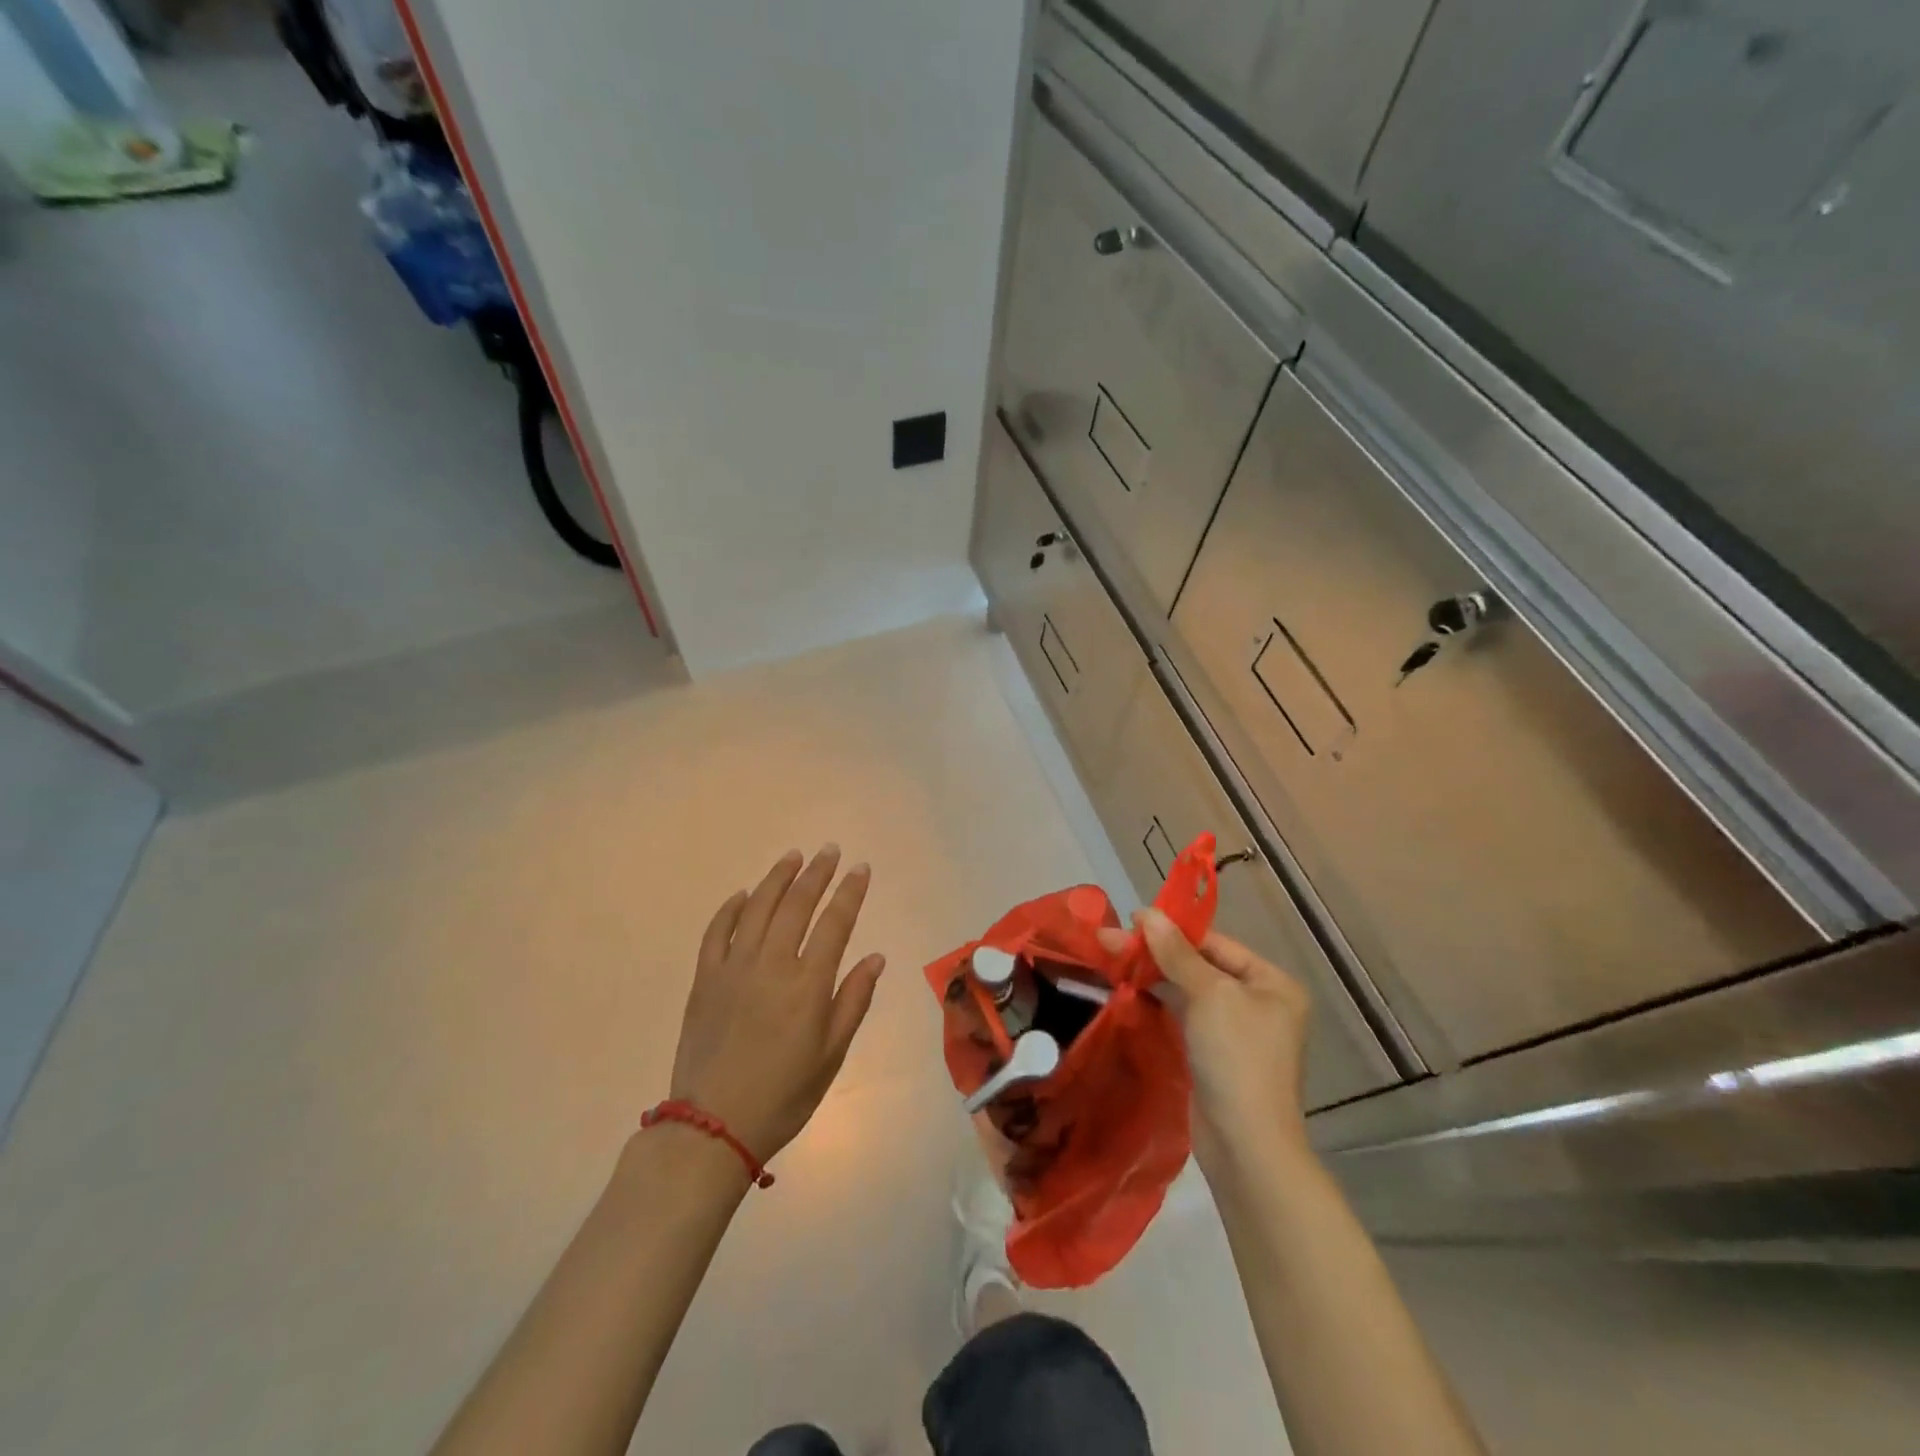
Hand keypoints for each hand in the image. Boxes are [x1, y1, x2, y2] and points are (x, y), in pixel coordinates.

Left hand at [669, 847, 885, 1163]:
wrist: (713, 1127)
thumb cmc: (784, 1094)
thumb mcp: (832, 1054)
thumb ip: (853, 1000)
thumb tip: (875, 957)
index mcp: (807, 984)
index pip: (834, 922)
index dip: (849, 891)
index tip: (860, 868)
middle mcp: (771, 964)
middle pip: (796, 905)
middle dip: (816, 873)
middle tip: (829, 850)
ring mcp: (733, 968)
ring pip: (757, 908)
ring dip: (777, 878)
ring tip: (793, 857)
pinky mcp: (704, 979)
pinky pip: (716, 932)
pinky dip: (730, 908)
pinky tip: (742, 894)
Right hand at [1100, 909, 1312, 1179]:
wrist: (1245, 1145)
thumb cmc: (1236, 1058)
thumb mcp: (1209, 995)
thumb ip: (1177, 953)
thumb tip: (1148, 914)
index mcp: (1271, 983)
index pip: (1215, 943)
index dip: (1173, 929)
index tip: (1131, 920)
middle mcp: (1258, 1002)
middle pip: (1199, 965)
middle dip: (1156, 952)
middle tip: (1108, 940)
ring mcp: (1235, 1030)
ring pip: (1187, 990)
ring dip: (1152, 974)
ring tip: (1110, 959)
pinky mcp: (1213, 1054)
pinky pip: (1183, 1015)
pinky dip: (1158, 1001)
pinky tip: (1128, 989)